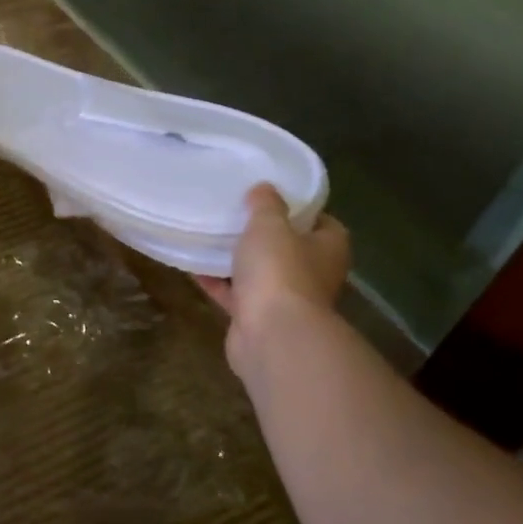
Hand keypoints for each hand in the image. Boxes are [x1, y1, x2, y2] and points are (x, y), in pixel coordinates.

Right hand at [196, 184, 351, 373]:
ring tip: (210, 236)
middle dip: (264, 236)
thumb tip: (264, 188)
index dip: (298, 209)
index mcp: (329, 248)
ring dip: (238, 261)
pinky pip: (235, 295)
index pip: (321, 222)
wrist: (271, 334)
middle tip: (237, 214)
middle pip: (289, 249)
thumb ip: (266, 204)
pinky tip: (194, 266)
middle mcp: (313, 274)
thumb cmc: (279, 270)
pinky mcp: (257, 319)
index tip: (271, 197)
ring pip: (260, 273)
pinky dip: (218, 283)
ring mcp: (285, 300)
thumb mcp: (270, 225)